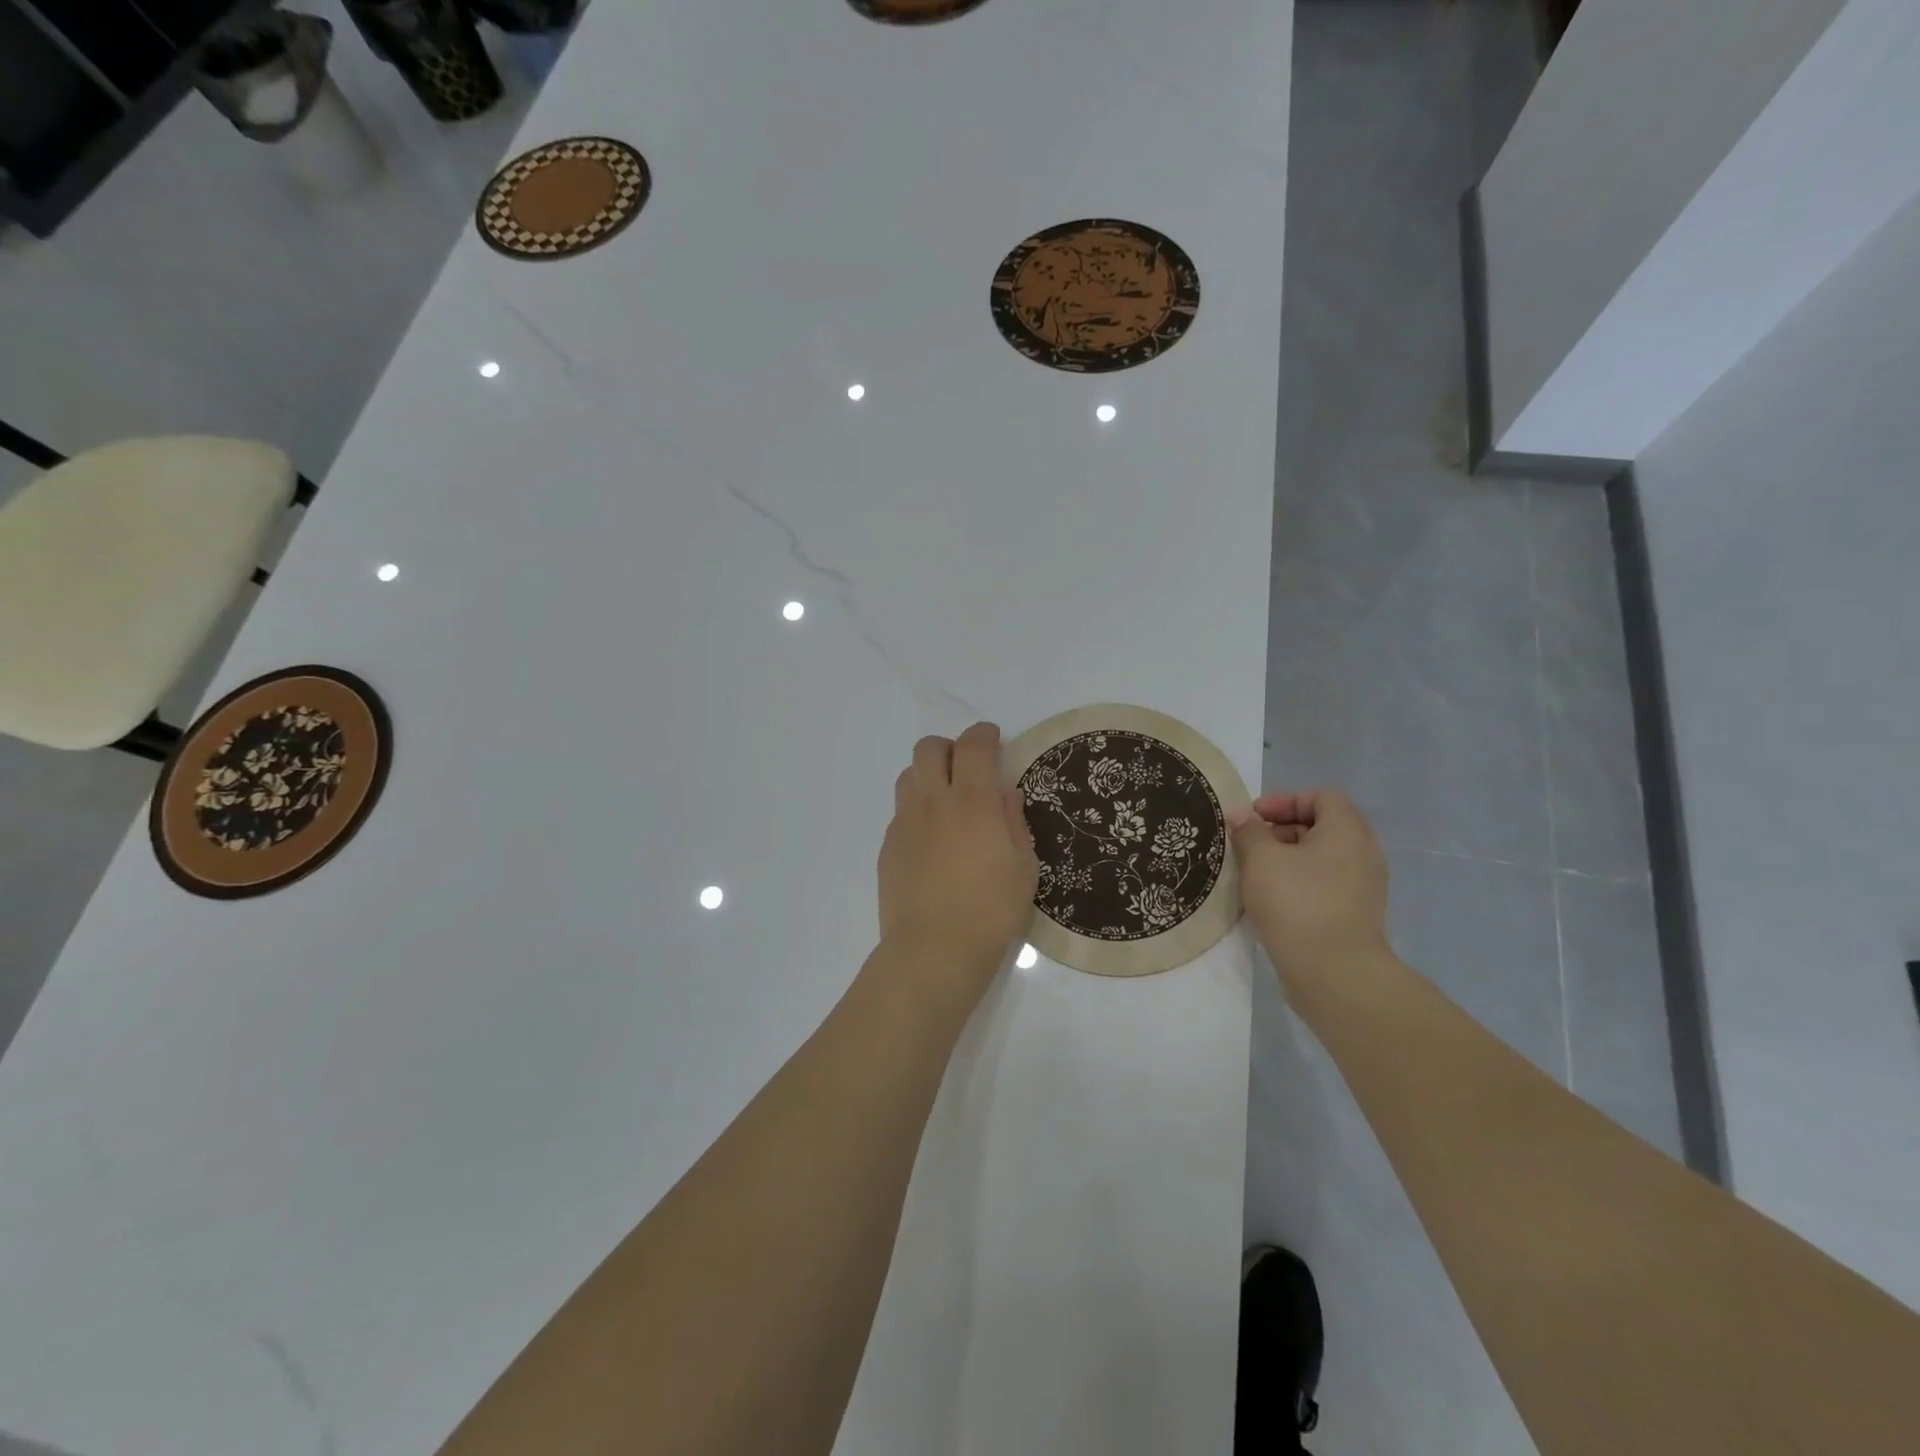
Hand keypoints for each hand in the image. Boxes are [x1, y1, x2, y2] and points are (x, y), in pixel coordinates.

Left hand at [878, 722, 1039, 997]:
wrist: (933, 952)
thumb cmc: (990, 911)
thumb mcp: (1023, 867)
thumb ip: (1014, 821)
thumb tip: (1005, 793)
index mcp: (972, 801)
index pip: (973, 745)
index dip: (984, 734)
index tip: (993, 739)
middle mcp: (932, 802)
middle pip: (929, 748)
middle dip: (950, 748)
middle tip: (968, 770)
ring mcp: (904, 823)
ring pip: (909, 775)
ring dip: (929, 776)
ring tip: (947, 803)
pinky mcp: (888, 847)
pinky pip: (901, 812)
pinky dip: (918, 811)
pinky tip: (933, 842)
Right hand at [1229, 788, 1390, 998]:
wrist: (1334, 973)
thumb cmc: (1297, 903)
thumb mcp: (1261, 859)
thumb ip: (1248, 832)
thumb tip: (1240, 818)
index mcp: (1347, 831)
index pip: (1321, 796)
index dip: (1284, 799)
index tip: (1253, 817)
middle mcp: (1363, 853)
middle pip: (1322, 825)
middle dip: (1281, 829)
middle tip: (1250, 843)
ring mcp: (1362, 887)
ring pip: (1321, 858)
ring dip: (1286, 858)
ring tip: (1255, 873)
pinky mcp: (1354, 915)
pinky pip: (1324, 884)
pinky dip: (1297, 882)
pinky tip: (1270, 899)